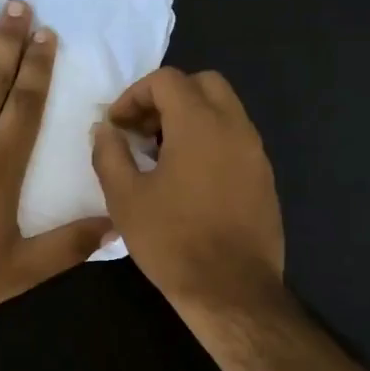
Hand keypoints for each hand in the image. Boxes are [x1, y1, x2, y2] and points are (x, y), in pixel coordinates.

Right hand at [90, 67, 284, 319]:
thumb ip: (109, 153)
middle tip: (143, 131)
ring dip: (191, 119)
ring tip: (162, 157)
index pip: (167, 80)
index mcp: (199, 123)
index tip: (117, 125)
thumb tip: (105, 129)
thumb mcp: (125, 198)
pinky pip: (236, 140)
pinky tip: (190, 180)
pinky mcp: (264, 177)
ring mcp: (255, 152)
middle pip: (203, 84)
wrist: (231, 290)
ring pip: (224, 110)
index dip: (135, 95)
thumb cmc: (172, 241)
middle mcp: (234, 127)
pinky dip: (211, 141)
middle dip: (168, 98)